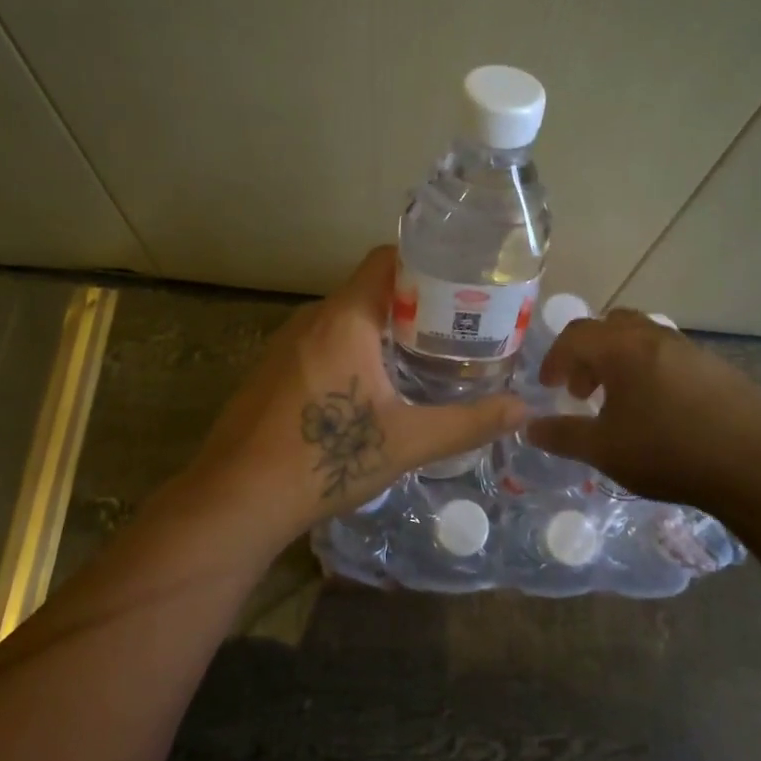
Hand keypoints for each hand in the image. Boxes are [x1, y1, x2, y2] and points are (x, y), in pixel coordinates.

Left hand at [184, 246, 528, 538]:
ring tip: (423, 356)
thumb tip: (525, 409)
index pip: (386, 260)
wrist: (235, 500)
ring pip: (344, 318)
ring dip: (382, 330)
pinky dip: (352, 350)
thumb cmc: (324, 459)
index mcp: (345, 319)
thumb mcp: (407, 442)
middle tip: (455, 329)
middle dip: (413, 304)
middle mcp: (312, 319)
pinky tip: (370, 387)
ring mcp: (285, 344)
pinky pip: (321, 342)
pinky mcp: (271, 370)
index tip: (461, 285)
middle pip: (369, 289)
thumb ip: (468, 422)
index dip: (425, 263)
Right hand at [527, 309, 760, 510]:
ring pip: (644, 340)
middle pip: (611, 327)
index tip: (549, 386)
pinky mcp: (719, 368)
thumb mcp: (604, 450)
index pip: (576, 335)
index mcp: (622, 348)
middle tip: (583, 391)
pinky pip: (672, 358)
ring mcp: (691, 349)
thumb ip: (562, 436)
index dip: (556, 358)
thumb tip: (528, 427)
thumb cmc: (668, 452)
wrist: (757, 465)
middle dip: (589, 354)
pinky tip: (663, 413)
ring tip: (622, 404)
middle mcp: (656, 337)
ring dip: (622, 363)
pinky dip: (653, 373)